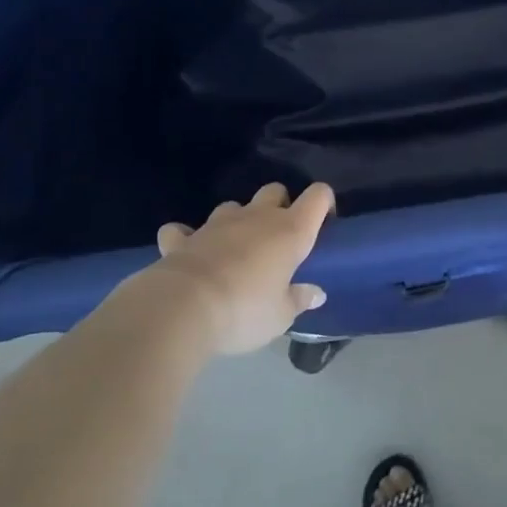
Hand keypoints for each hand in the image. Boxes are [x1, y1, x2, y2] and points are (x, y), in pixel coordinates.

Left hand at [149, 183, 334, 354]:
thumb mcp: (280, 316)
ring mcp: (217, 223)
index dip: (324, 203)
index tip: (324, 223)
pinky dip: (187, 238)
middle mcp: (257, 217)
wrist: (181, 308)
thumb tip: (316, 293)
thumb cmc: (244, 311)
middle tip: (278, 238)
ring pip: (233, 206)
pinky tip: (188, 253)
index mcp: (290, 231)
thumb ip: (299, 300)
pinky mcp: (183, 238)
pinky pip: (184, 230)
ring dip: (237, 221)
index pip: (317, 197)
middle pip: (274, 190)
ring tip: (235, 249)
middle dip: (279, 205)